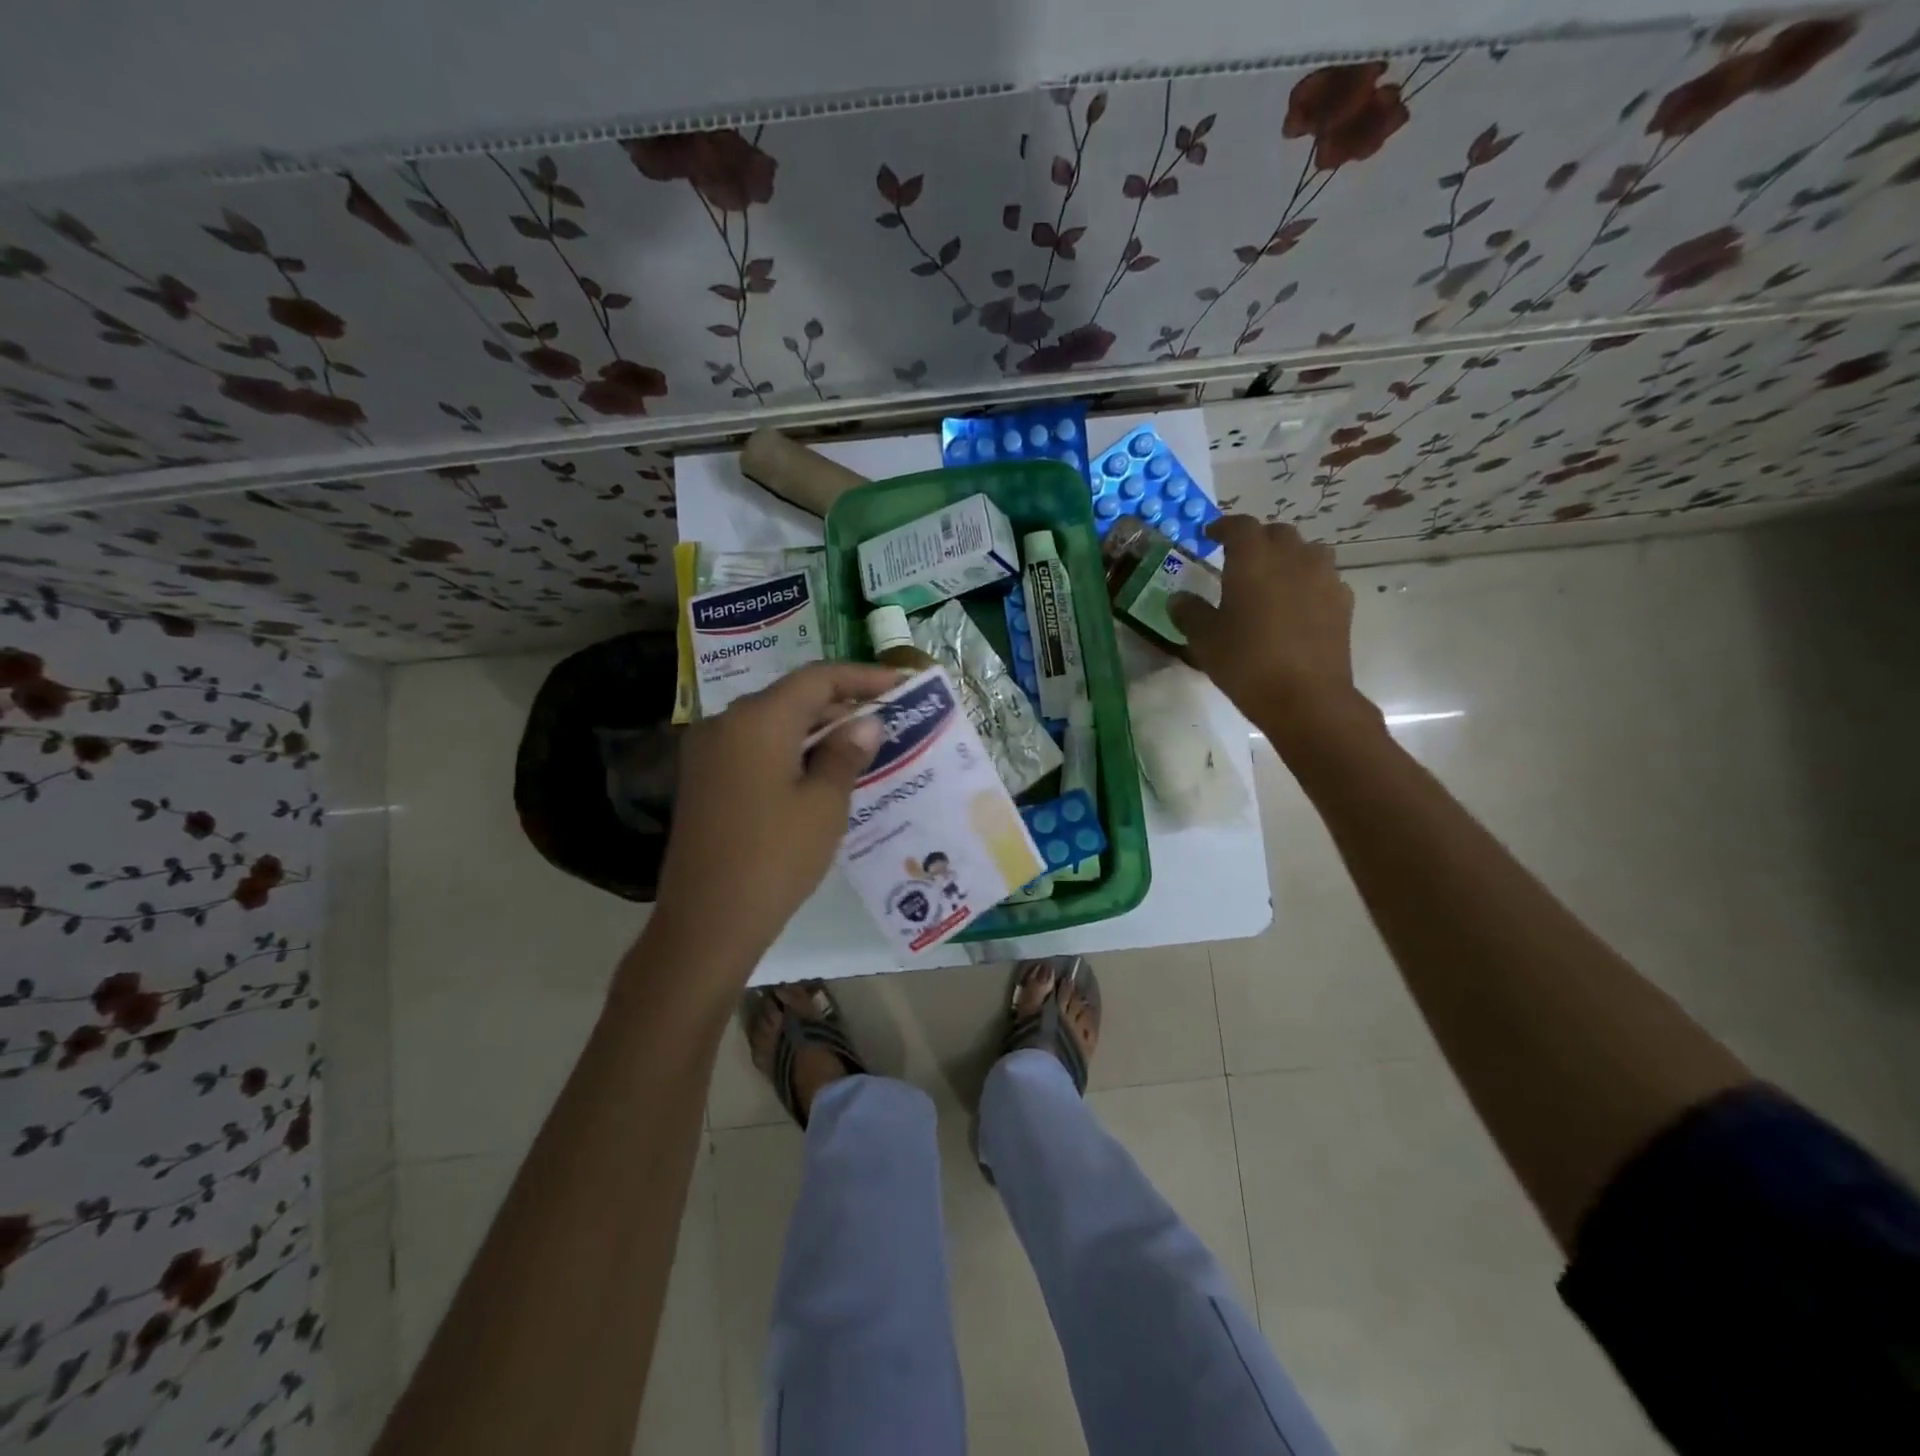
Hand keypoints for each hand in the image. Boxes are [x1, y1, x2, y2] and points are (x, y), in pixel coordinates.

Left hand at [651, 661, 898, 973]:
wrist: (706, 923)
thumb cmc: (775, 858)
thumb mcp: (825, 805)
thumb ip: (846, 754)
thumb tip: (866, 723)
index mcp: (758, 720)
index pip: (817, 679)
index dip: (862, 677)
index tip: (900, 684)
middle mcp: (725, 723)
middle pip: (791, 697)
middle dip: (840, 705)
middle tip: (885, 720)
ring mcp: (708, 752)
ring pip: (772, 723)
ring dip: (815, 730)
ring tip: (860, 747)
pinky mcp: (703, 780)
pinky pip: (754, 748)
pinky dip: (790, 750)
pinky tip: (819, 773)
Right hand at [1168, 516, 1376, 747]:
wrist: (1306, 697)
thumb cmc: (1247, 662)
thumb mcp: (1205, 640)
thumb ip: (1189, 613)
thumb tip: (1179, 598)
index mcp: (1253, 559)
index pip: (1239, 526)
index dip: (1223, 527)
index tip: (1209, 536)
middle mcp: (1292, 557)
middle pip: (1276, 533)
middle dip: (1256, 541)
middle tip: (1238, 560)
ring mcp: (1323, 577)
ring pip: (1306, 551)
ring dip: (1288, 557)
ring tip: (1272, 578)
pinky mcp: (1343, 601)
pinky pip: (1324, 577)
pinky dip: (1308, 582)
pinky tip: (1297, 605)